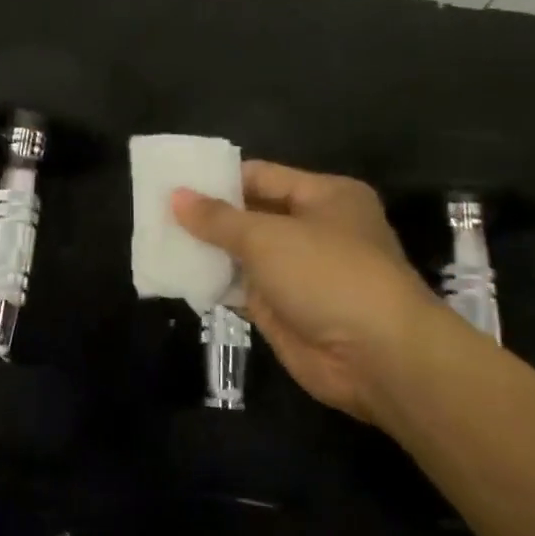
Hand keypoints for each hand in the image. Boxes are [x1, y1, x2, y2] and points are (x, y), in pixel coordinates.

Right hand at [172, 162, 462, 424]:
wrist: (380, 358)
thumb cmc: (329, 275)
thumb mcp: (267, 237)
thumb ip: (218, 218)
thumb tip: (175, 197)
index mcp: (324, 196)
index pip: (260, 176)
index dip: (217, 178)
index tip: (172, 181)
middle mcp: (314, 229)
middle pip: (250, 214)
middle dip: (207, 214)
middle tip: (154, 210)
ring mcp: (299, 272)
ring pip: (243, 253)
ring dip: (206, 249)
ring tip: (155, 238)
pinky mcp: (285, 309)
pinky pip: (241, 288)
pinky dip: (213, 281)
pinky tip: (176, 273)